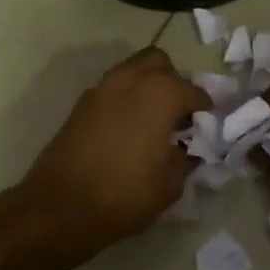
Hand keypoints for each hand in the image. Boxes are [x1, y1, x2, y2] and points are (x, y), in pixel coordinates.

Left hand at [13, 47, 206, 264]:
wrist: (60, 207)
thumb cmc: (123, 196)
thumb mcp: (169, 185)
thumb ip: (184, 160)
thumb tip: (186, 150)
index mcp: (159, 94)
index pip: (193, 91)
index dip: (205, 108)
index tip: (209, 124)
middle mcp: (130, 80)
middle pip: (159, 63)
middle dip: (173, 81)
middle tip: (179, 113)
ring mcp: (101, 89)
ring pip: (132, 71)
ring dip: (147, 86)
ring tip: (154, 120)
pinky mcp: (81, 104)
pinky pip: (112, 89)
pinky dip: (126, 99)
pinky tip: (129, 129)